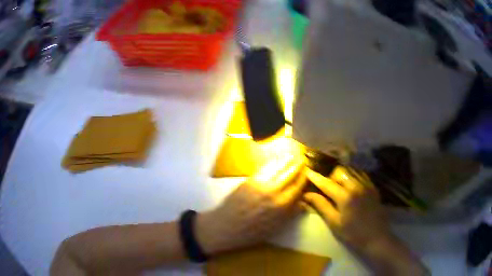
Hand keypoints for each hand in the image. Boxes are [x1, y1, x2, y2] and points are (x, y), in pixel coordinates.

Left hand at [196, 155, 306, 254]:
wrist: (225, 226)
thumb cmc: (251, 232)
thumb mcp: (274, 228)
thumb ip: (290, 214)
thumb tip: (303, 203)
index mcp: (281, 205)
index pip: (297, 187)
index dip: (304, 178)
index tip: (308, 171)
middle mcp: (273, 191)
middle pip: (289, 174)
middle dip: (297, 166)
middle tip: (303, 159)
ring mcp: (260, 184)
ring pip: (277, 168)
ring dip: (286, 160)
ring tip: (292, 155)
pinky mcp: (249, 180)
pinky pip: (264, 168)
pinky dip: (272, 162)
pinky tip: (275, 159)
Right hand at [303, 166, 389, 249]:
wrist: (376, 237)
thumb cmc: (352, 233)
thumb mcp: (334, 223)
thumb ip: (321, 206)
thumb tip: (307, 195)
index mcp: (345, 197)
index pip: (327, 183)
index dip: (316, 177)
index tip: (307, 172)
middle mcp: (356, 186)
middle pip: (339, 171)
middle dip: (330, 176)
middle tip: (327, 188)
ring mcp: (366, 185)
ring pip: (351, 170)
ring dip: (342, 174)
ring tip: (339, 185)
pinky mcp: (373, 187)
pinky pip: (361, 174)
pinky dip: (353, 175)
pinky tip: (351, 185)